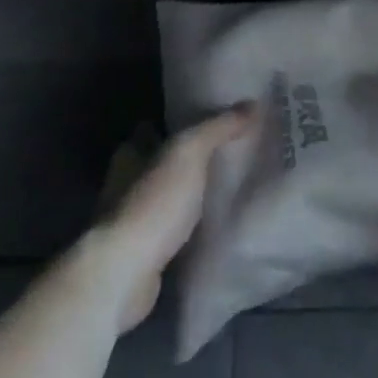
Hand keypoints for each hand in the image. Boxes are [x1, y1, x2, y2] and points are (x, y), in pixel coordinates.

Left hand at [85, 105, 253, 332]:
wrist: (126, 273)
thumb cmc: (153, 202)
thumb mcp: (189, 153)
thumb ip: (218, 128)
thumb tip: (251, 104)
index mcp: (130, 154)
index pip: (150, 130)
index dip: (175, 123)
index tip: (206, 121)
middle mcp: (125, 184)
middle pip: (159, 164)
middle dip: (184, 161)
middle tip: (224, 154)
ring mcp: (132, 221)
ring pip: (165, 198)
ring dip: (187, 195)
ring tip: (224, 188)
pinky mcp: (143, 253)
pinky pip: (171, 230)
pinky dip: (187, 226)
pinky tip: (211, 225)